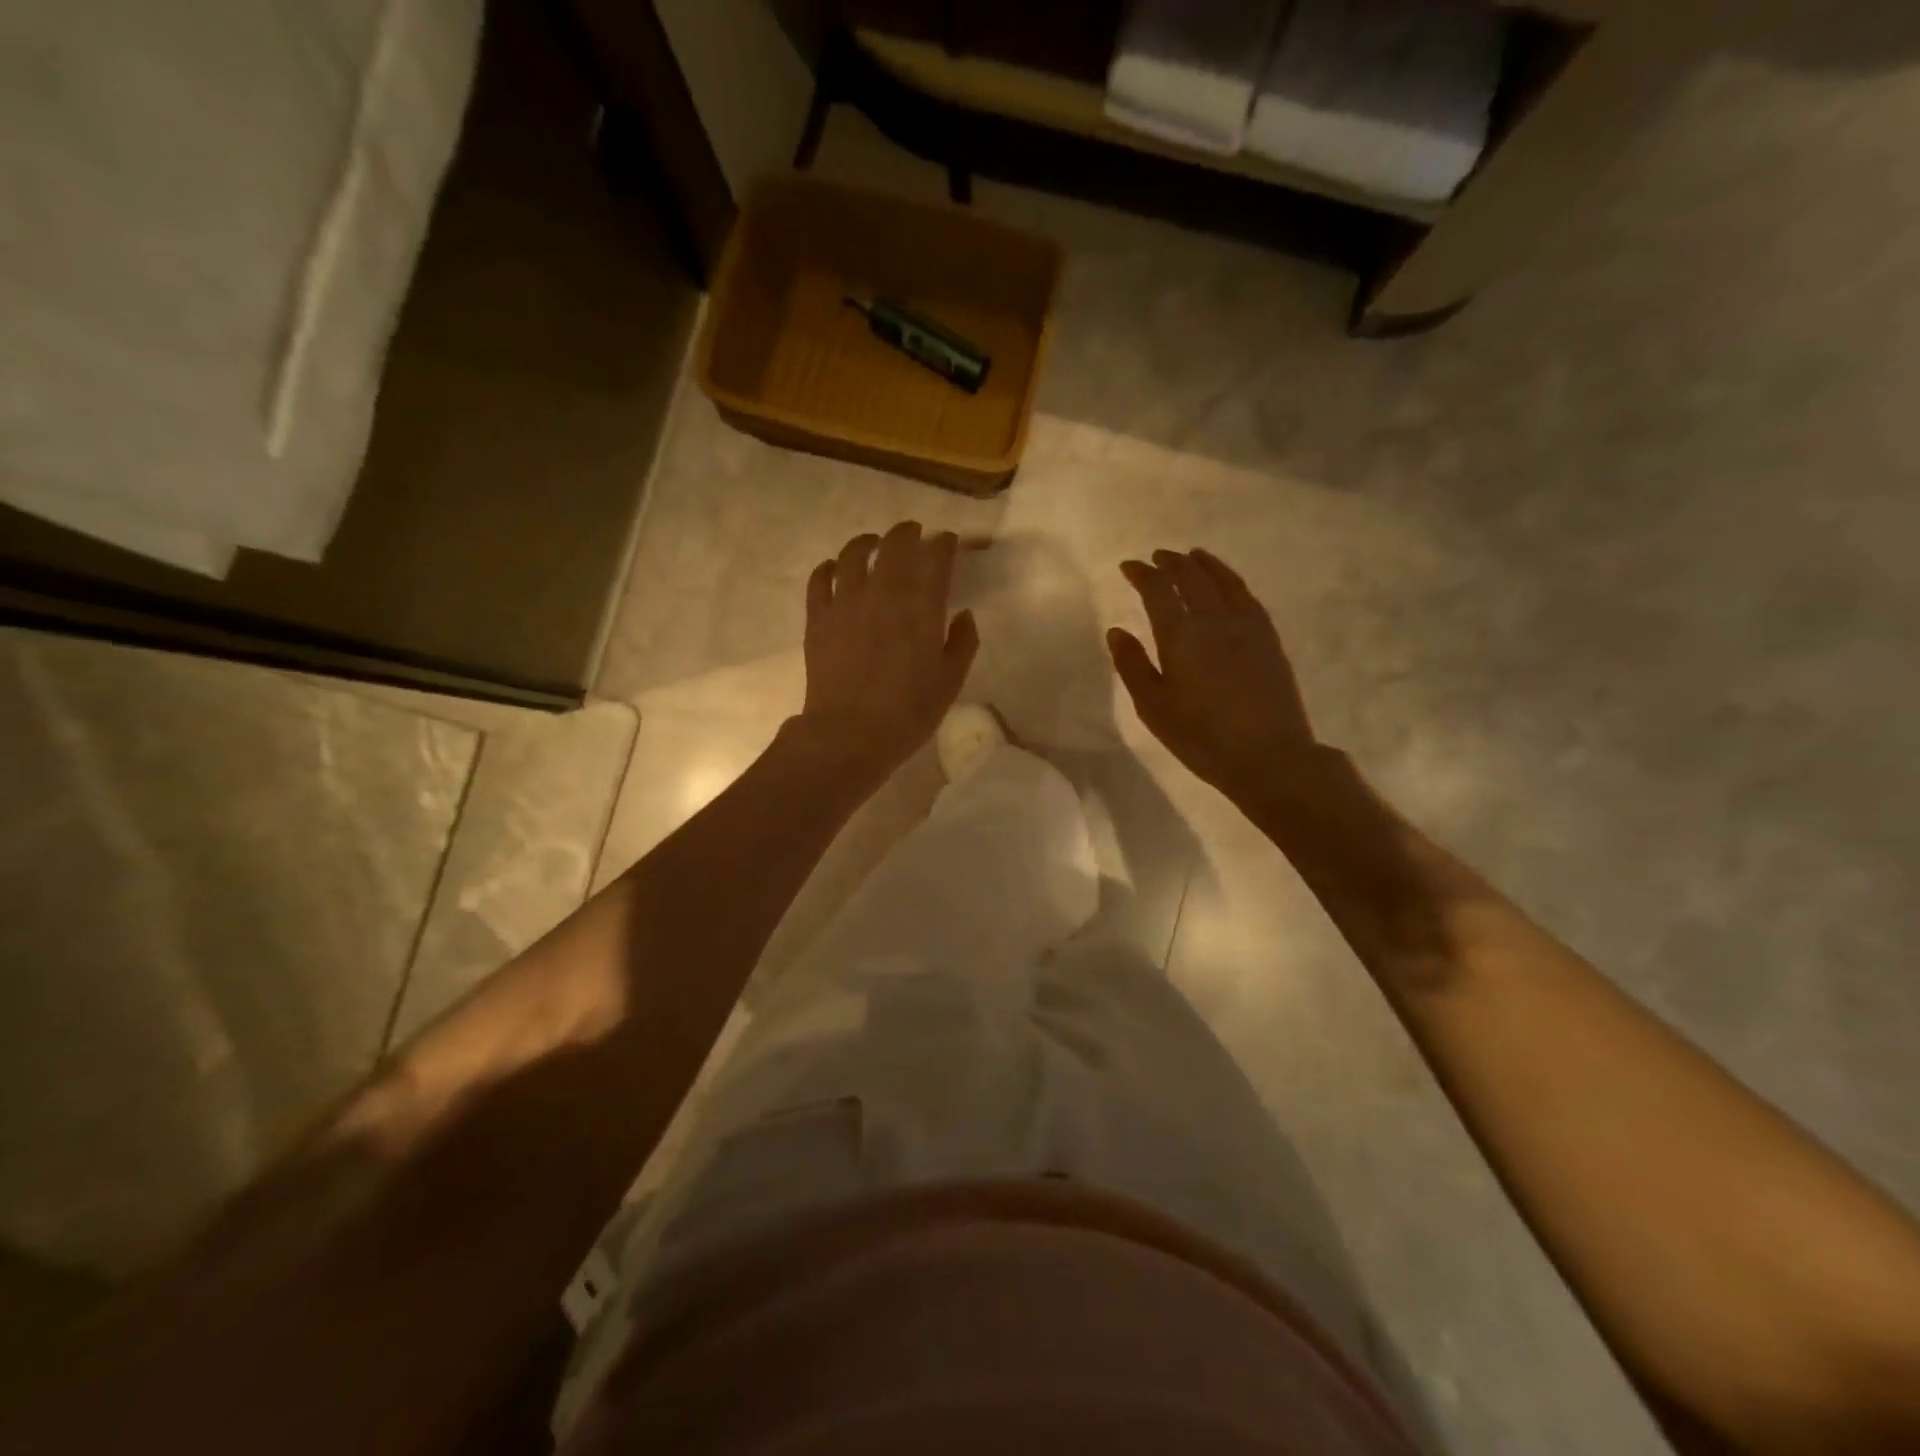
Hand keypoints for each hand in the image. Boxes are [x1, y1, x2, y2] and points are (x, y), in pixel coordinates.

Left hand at [797, 521, 978, 783]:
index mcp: (921, 604)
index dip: (945, 544)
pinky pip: (820, 579)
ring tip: (873, 545)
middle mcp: (882, 591)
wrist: (849, 734)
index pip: (936, 556)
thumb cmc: (908, 712)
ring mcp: (845, 601)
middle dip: (908, 533)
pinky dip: (829, 567)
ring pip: (852, 553)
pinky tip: (834, 569)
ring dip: (867, 542)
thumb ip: (963, 641)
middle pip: (894, 544)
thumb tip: (962, 614)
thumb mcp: (950, 681)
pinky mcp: (818, 617)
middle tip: (915, 534)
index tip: (949, 543)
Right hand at [1109, 549, 1322, 807]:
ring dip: (1204, 565)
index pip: (1158, 591)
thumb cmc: (1201, 737)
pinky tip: (1228, 585)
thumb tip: (1116, 631)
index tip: (1128, 566)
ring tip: (1192, 557)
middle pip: (1192, 578)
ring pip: (1223, 581)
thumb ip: (1133, 665)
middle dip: (1171, 563)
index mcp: (1181, 636)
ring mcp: (1246, 626)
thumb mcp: (1154, 707)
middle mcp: (1214, 620)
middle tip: (1157, 557)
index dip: (1142, 574)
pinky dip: (1231, 581)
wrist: (1269, 756)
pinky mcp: (1269, 638)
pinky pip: (1247, 596)